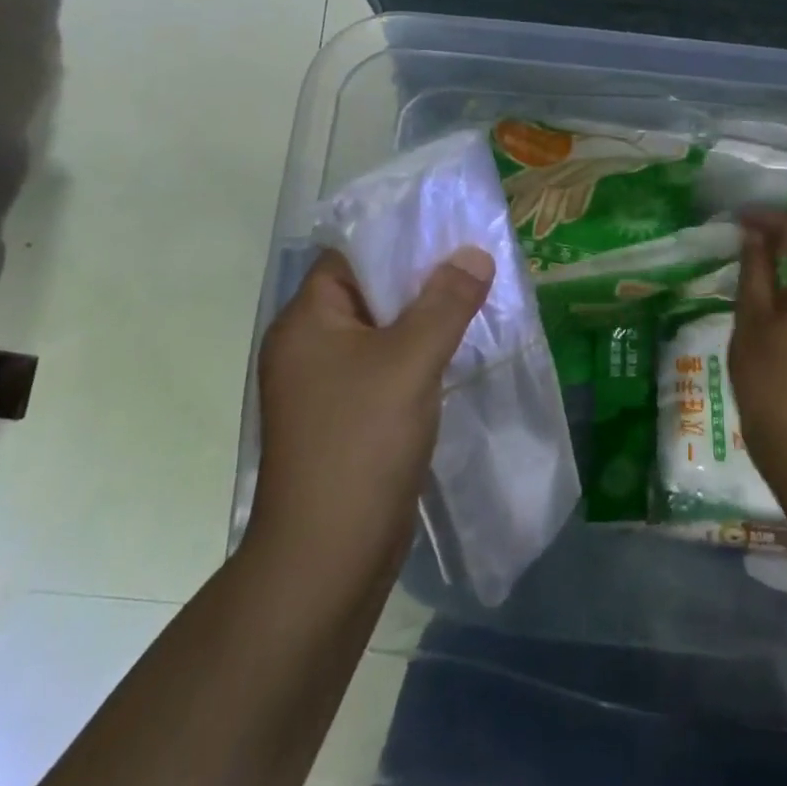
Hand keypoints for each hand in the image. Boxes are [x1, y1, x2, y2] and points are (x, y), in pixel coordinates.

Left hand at [244, 246, 493, 564]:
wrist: (328, 556)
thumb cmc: (361, 442)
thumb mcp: (410, 361)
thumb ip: (446, 302)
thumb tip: (475, 254)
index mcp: (307, 322)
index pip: (351, 256)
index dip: (400, 238)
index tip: (451, 229)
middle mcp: (310, 347)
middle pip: (371, 292)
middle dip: (424, 278)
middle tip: (477, 261)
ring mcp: (327, 386)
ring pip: (384, 332)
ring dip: (426, 318)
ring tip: (479, 298)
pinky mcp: (348, 417)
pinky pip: (388, 366)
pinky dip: (421, 354)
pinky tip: (460, 350)